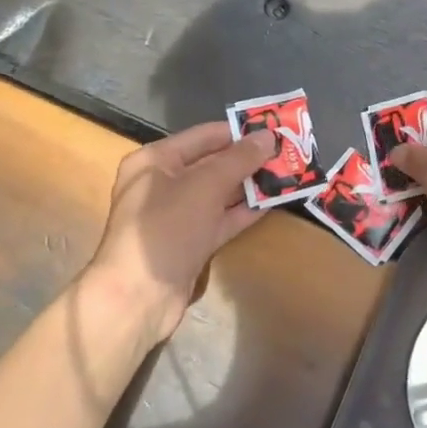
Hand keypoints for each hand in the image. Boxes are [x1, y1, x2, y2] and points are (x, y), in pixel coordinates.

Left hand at [74, 121, 274, 348]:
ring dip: (251, 184)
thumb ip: (239, 159)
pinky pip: (221, 218)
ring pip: (220, 192)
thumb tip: (268, 136)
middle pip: (213, 163)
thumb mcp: (204, 186)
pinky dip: (244, 211)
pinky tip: (273, 202)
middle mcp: (164, 183)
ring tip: (288, 174)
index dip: (240, 131)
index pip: (205, 136)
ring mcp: (177, 215)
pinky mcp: (190, 242)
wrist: (138, 297)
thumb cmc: (166, 228)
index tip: (276, 129)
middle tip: (288, 153)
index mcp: (156, 161)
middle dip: (249, 159)